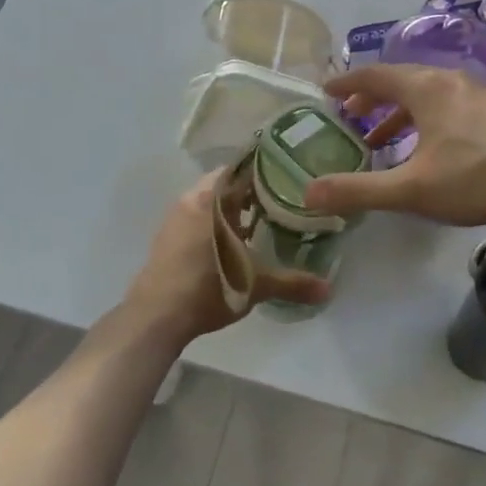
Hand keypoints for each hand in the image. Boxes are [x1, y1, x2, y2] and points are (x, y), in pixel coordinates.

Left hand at [120, 171, 329, 346]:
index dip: (264, 169)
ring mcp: (175, 220)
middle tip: (284, 199)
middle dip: (252, 191)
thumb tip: (329, 289)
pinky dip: (217, 224)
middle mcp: (191, 200)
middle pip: (226, 185)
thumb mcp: (255, 285)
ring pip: (211, 203)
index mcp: (210, 198)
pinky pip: (199, 219)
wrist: (156, 318)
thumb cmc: (207, 288)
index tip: (289, 173)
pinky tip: (236, 243)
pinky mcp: (167, 240)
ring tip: (264, 221)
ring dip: (233, 209)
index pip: (239, 168)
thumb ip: (292, 283)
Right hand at [304, 64, 485, 227]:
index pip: (375, 75)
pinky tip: (428, 148)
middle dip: (372, 98)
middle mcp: (451, 81)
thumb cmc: (475, 179)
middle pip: (401, 80)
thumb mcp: (411, 189)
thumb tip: (308, 193)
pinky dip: (425, 118)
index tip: (325, 90)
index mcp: (426, 88)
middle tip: (349, 115)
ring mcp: (478, 93)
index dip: (347, 82)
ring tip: (381, 139)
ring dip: (399, 112)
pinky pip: (448, 104)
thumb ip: (358, 190)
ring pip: (427, 93)